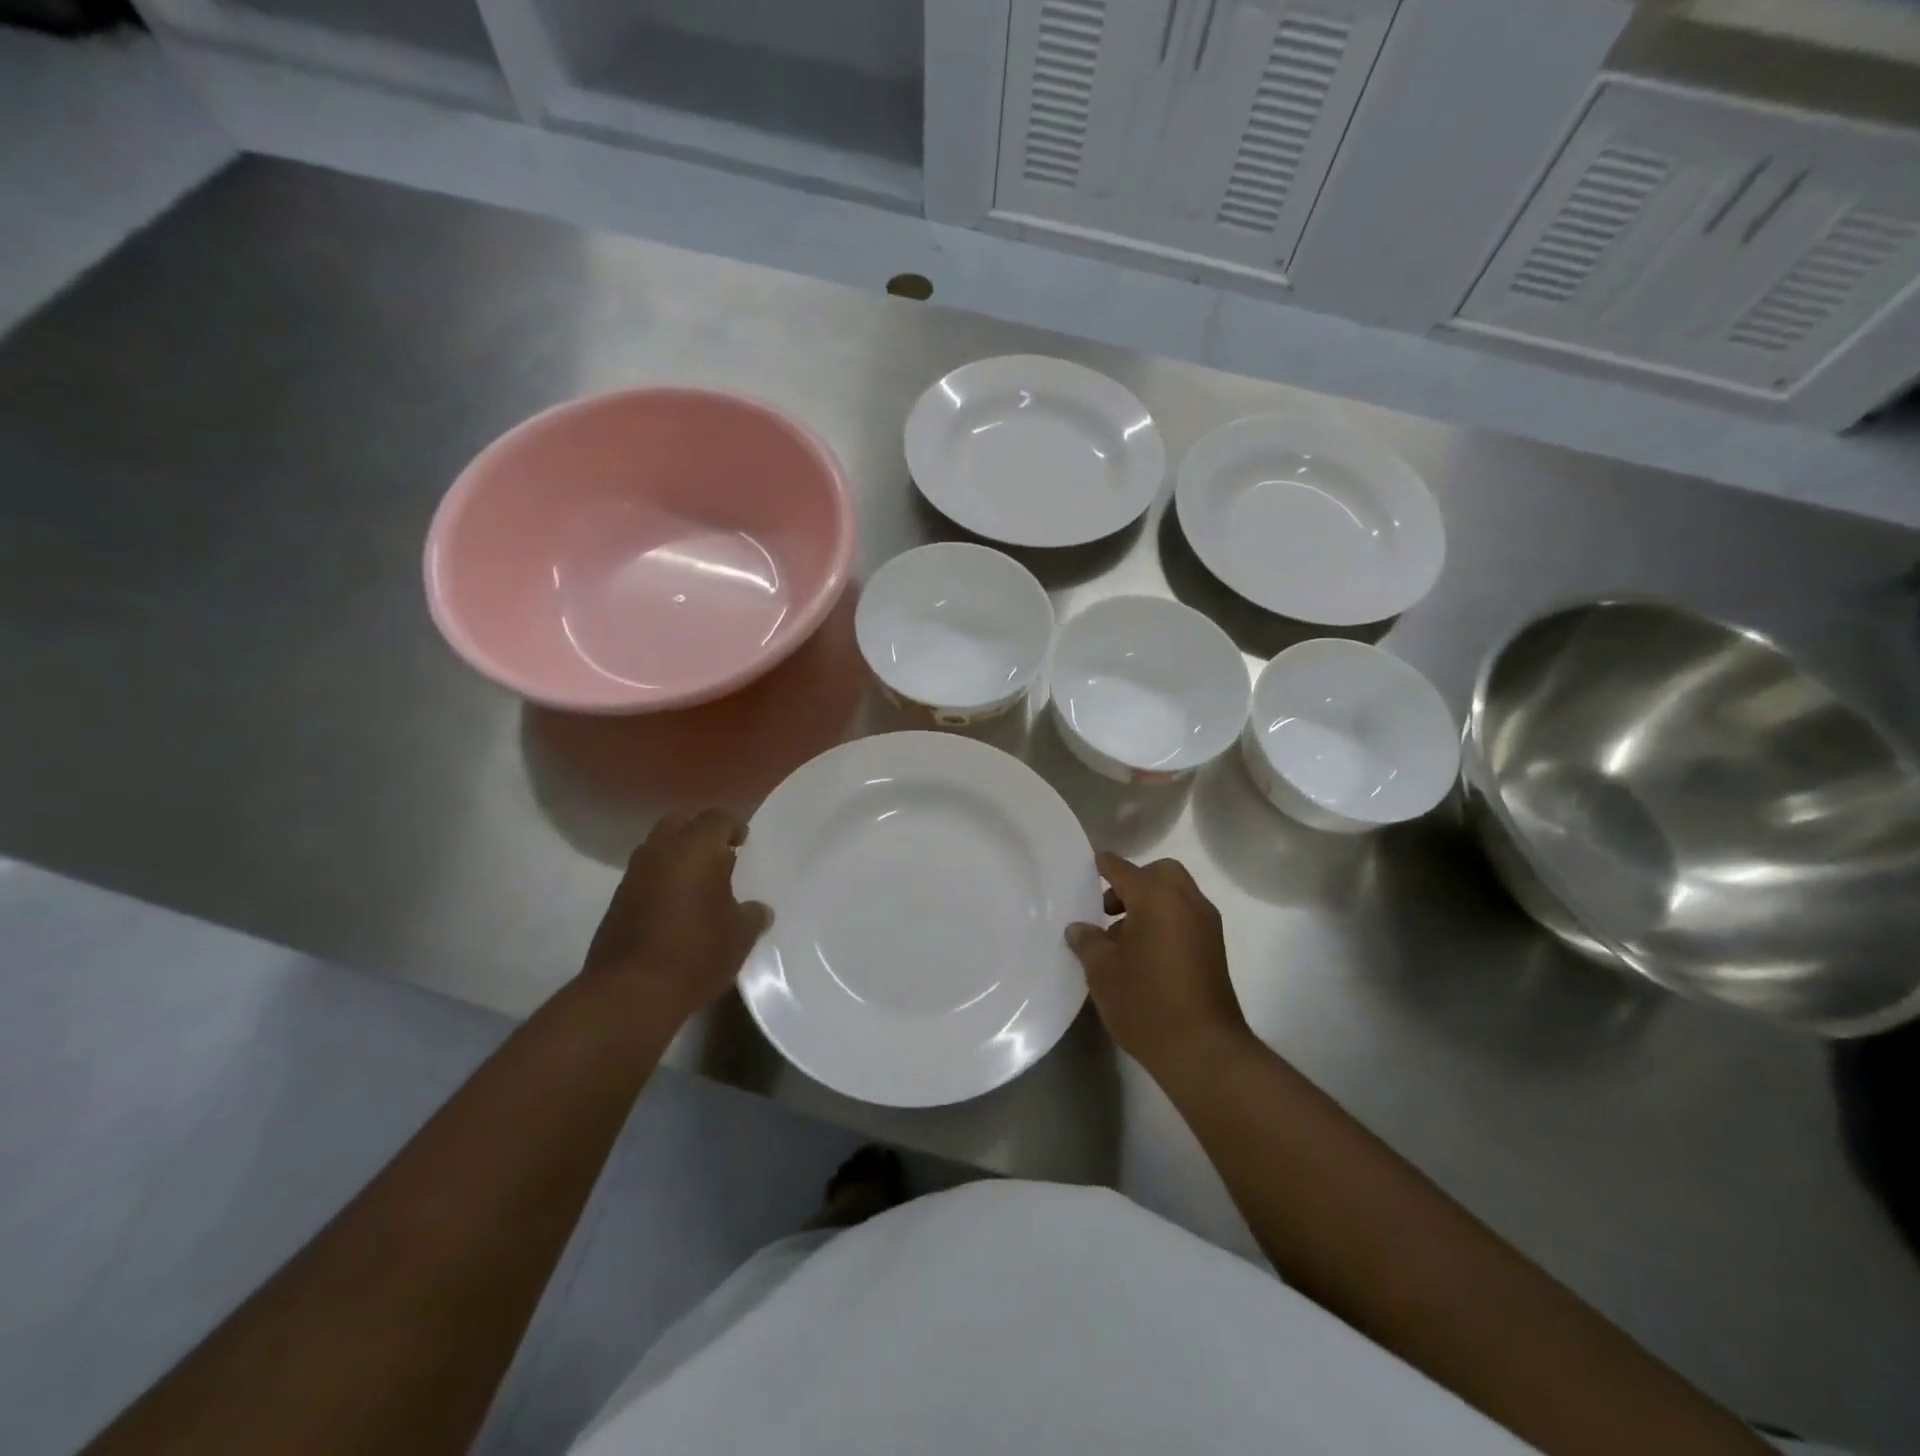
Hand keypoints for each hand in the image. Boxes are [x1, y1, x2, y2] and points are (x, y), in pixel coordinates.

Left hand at [582, 810, 771, 1024]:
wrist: (630, 992)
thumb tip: (758, 910)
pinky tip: (678, 905)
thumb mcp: (739, 936)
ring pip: (658, 847)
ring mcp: (634, 874)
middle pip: (681, 823)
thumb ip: (751, 915)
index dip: (733, 826)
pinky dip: (662, 878)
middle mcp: (660, 851)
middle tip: (720, 855)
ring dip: (679, 855)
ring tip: (700, 882)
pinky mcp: (617, 900)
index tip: (743, 842)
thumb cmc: (696, 953)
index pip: (716, 818)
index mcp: (695, 848)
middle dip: (700, 832)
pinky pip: (645, 874)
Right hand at [1065, 852, 1252, 1079]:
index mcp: (1156, 898)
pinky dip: (1166, 920)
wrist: (1204, 1050)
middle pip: (1160, 874)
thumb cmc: (1146, 1002)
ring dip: (1151, 903)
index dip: (1106, 866)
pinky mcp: (1215, 950)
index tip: (1093, 863)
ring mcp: (1206, 926)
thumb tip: (1079, 928)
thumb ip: (1088, 943)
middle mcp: (1186, 902)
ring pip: (1177, 895)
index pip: (1124, 870)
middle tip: (1110, 909)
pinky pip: (1186, 917)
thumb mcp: (1103, 972)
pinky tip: (1145, 954)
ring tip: (1123, 938)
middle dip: (1135, 883)